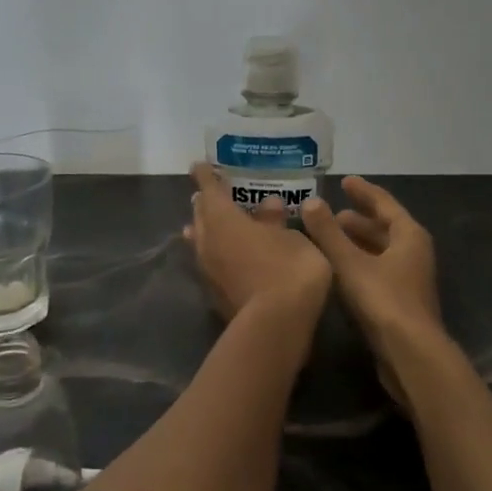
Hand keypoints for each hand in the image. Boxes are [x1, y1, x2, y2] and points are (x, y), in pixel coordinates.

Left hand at [184, 164, 332, 323]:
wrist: (276, 324)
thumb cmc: (288, 268)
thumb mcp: (291, 237)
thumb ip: (275, 220)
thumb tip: (268, 205)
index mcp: (223, 219)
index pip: (209, 189)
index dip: (206, 176)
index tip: (200, 166)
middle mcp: (207, 241)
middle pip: (200, 215)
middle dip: (206, 202)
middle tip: (214, 194)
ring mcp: (207, 270)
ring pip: (201, 241)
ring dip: (207, 229)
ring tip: (217, 223)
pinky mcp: (214, 293)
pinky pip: (210, 262)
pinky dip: (217, 253)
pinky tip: (230, 256)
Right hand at [301, 176, 445, 401]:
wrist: (411, 354)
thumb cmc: (383, 300)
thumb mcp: (350, 263)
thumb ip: (328, 233)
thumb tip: (310, 201)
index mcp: (409, 236)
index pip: (384, 204)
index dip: (363, 191)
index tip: (344, 181)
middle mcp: (414, 253)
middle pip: (385, 228)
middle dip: (358, 220)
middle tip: (331, 214)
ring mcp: (410, 279)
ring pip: (381, 251)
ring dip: (357, 243)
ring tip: (330, 239)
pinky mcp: (402, 302)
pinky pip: (378, 271)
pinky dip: (359, 263)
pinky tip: (339, 270)